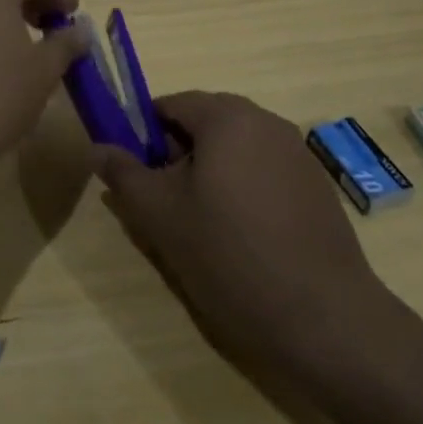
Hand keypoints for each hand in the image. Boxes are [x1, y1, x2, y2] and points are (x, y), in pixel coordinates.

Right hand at [93, 91, 388, 377]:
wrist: (325, 319)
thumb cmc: (230, 256)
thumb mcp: (161, 215)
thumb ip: (124, 174)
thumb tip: (97, 148)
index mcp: (227, 117)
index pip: (171, 104)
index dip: (145, 133)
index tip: (137, 173)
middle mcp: (266, 121)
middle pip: (206, 122)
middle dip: (178, 153)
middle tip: (166, 201)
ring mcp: (297, 152)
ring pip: (236, 147)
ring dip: (211, 171)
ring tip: (202, 223)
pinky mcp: (317, 185)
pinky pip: (265, 169)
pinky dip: (244, 187)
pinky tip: (243, 235)